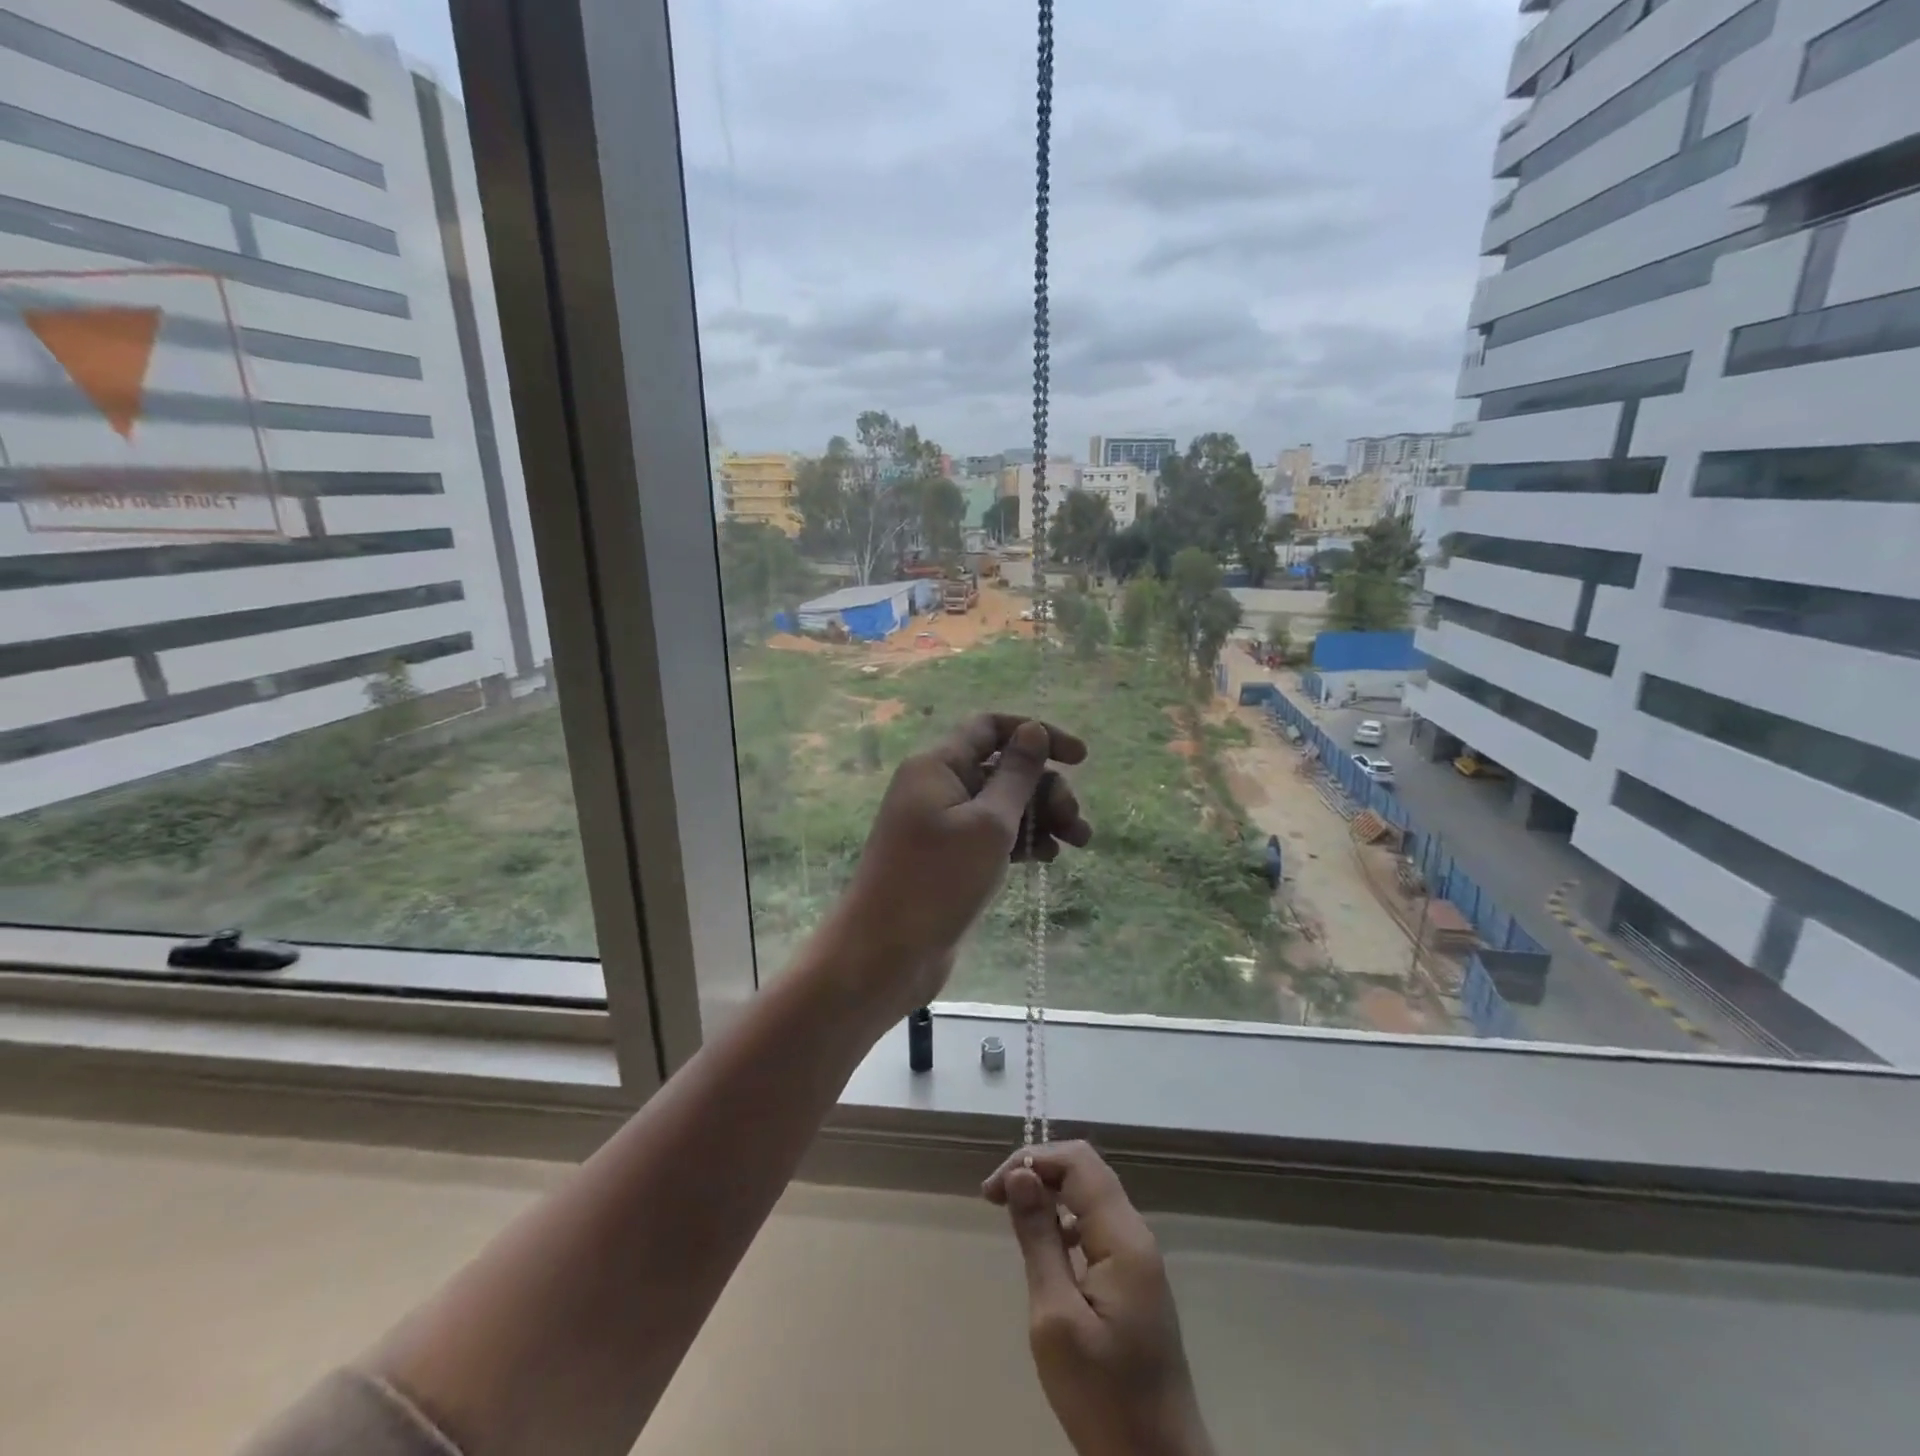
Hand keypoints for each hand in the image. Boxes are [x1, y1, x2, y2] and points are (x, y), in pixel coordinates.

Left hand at [828, 715, 1090, 1021]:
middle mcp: (937, 787)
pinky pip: (991, 836)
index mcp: (938, 766)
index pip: (990, 728)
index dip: (1036, 733)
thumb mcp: (988, 823)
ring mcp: (941, 825)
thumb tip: (1033, 730)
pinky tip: (1047, 858)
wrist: (886, 952)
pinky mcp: (948, 859)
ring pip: (1001, 806)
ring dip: (1040, 817)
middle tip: (1076, 823)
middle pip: (1002, 769)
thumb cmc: (937, 881)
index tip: (1080, 758)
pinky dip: (1020, 841)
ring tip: (1077, 842)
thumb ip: (1016, 775)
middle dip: (1045, 789)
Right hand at [985, 1143, 1212, 1455]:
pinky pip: (1096, 1225)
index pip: (1078, 1161)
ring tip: (1013, 1218)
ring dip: (1050, 1193)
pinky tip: (1046, 1249)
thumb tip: (1021, 1174)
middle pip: (1086, 1171)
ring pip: (1091, 1195)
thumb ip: (1039, 1239)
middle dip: (1038, 1171)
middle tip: (996, 1198)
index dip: (1031, 1159)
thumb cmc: (1105, 1398)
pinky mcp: (1134, 1279)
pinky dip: (1064, 1220)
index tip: (992, 1192)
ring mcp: (1138, 1257)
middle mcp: (1136, 1234)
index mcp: (1123, 1237)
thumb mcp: (1056, 1319)